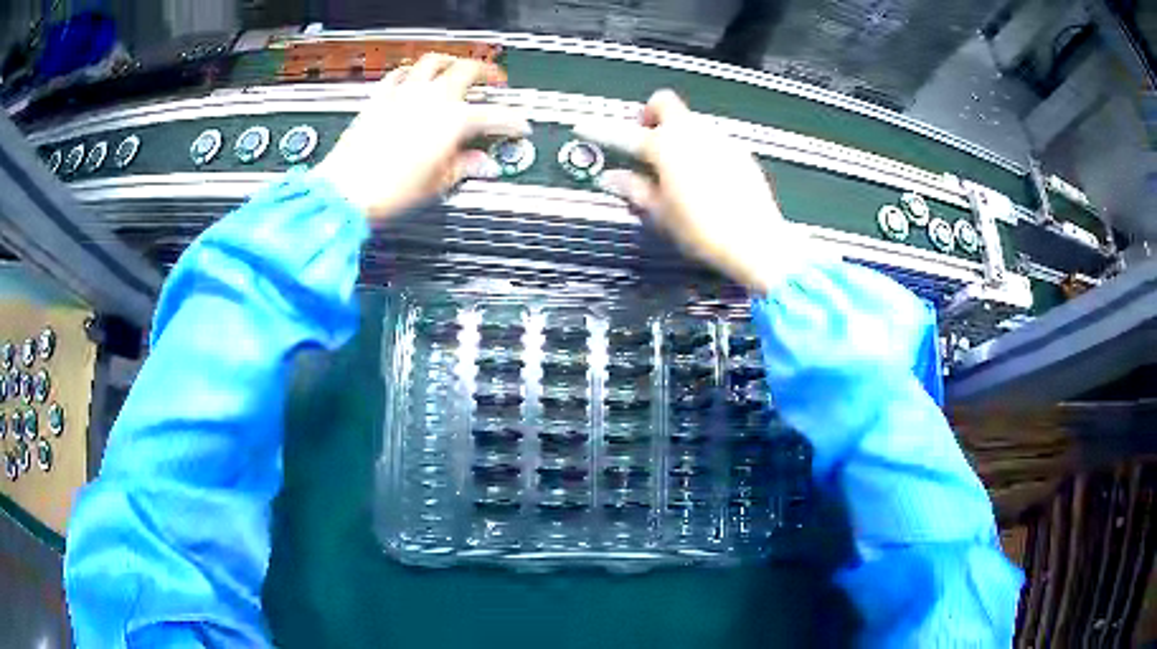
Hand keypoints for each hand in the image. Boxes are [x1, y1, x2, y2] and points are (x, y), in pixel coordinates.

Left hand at [313, 54, 530, 220]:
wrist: (346, 192)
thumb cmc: (388, 190)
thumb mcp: (437, 183)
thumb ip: (464, 167)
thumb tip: (483, 164)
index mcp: (453, 121)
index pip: (495, 115)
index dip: (513, 121)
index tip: (520, 125)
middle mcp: (431, 99)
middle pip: (467, 70)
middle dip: (487, 73)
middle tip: (494, 80)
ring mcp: (404, 94)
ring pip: (434, 61)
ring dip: (451, 61)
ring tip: (457, 67)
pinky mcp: (380, 98)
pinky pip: (400, 74)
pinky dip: (412, 72)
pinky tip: (414, 77)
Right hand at [580, 90, 806, 293]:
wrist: (757, 242)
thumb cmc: (703, 231)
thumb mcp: (661, 214)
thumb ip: (634, 189)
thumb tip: (612, 177)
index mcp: (666, 147)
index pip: (624, 133)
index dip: (601, 130)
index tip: (583, 126)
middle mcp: (693, 133)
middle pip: (664, 103)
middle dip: (649, 116)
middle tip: (646, 143)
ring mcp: (720, 138)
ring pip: (690, 120)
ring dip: (676, 133)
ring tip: (676, 167)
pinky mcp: (740, 151)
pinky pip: (712, 138)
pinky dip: (700, 147)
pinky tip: (704, 176)